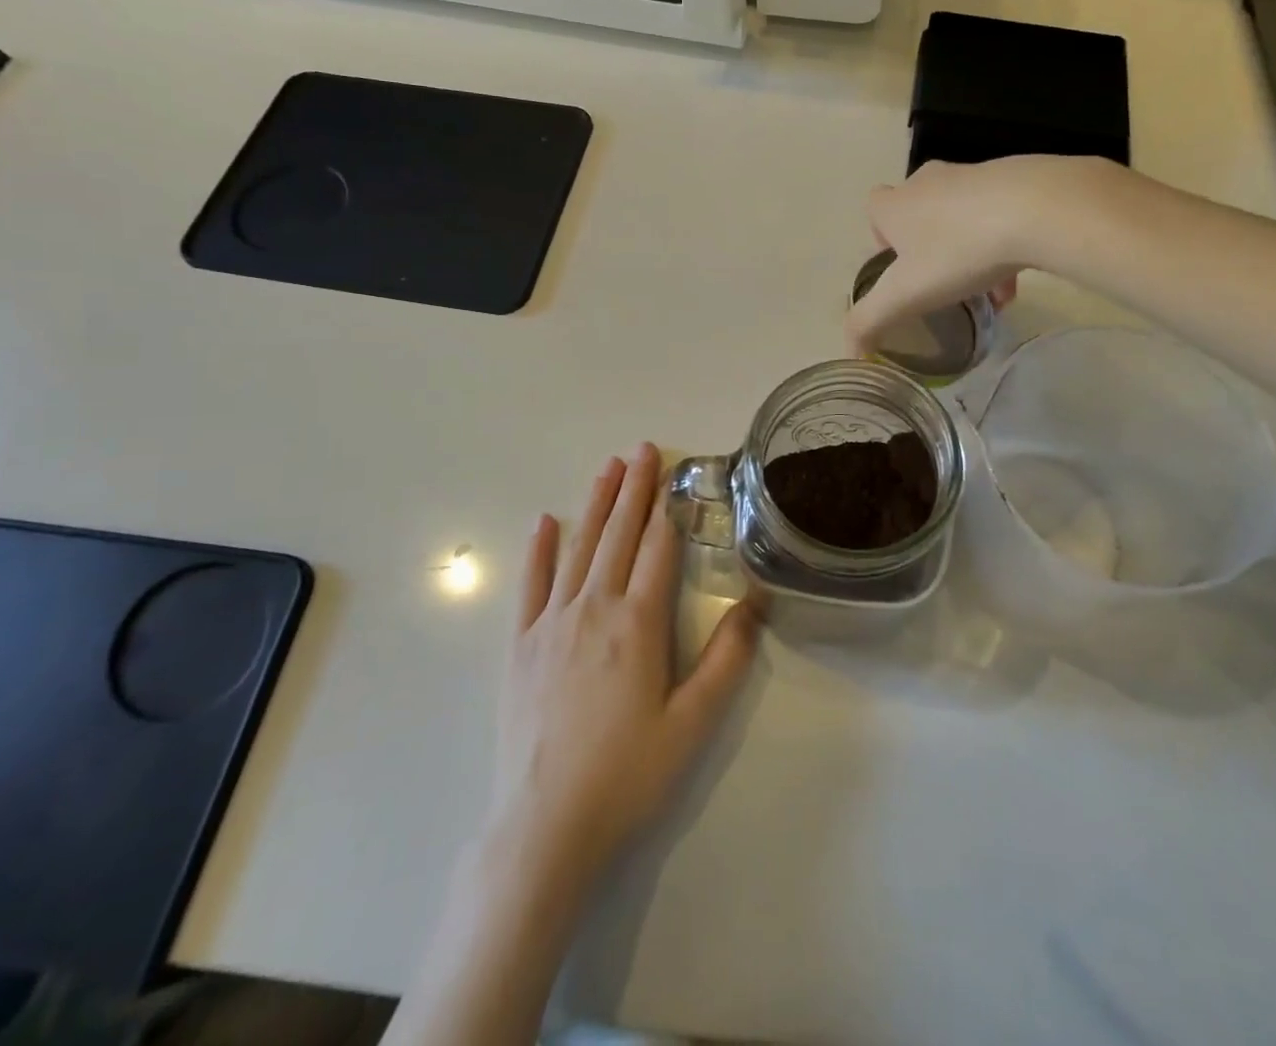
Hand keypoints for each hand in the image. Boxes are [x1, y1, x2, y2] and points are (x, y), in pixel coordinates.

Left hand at [489, 443, 760, 897]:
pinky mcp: (521, 645)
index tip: (673, 473)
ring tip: (608, 467)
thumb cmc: (628, 774)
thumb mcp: (694, 722)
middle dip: (634, 489)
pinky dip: (539, 550)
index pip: (658, 550)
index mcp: (638, 623)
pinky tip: (545, 522)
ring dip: (595, 504)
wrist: (545, 827)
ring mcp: (552, 623)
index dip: (668, 508)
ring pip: (578, 548)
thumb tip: (754, 600)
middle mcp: (594, 609)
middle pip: (619, 535)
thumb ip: (727, 658)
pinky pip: (532, 585)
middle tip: (642, 448)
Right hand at [847, 156, 1089, 354]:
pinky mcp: (1016, 178)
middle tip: (940, 282)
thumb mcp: (904, 296)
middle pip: (918, 212)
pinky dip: (1002, 247)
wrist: (1037, 209)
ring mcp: (973, 176)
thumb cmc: (958, 250)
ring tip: (983, 294)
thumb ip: (869, 323)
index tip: (900, 270)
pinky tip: (1015, 284)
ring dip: (967, 252)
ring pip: (961, 218)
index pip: (874, 209)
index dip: (881, 238)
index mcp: (896, 204)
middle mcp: (929, 182)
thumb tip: (850, 353)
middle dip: (927, 247)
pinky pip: (1000, 217)